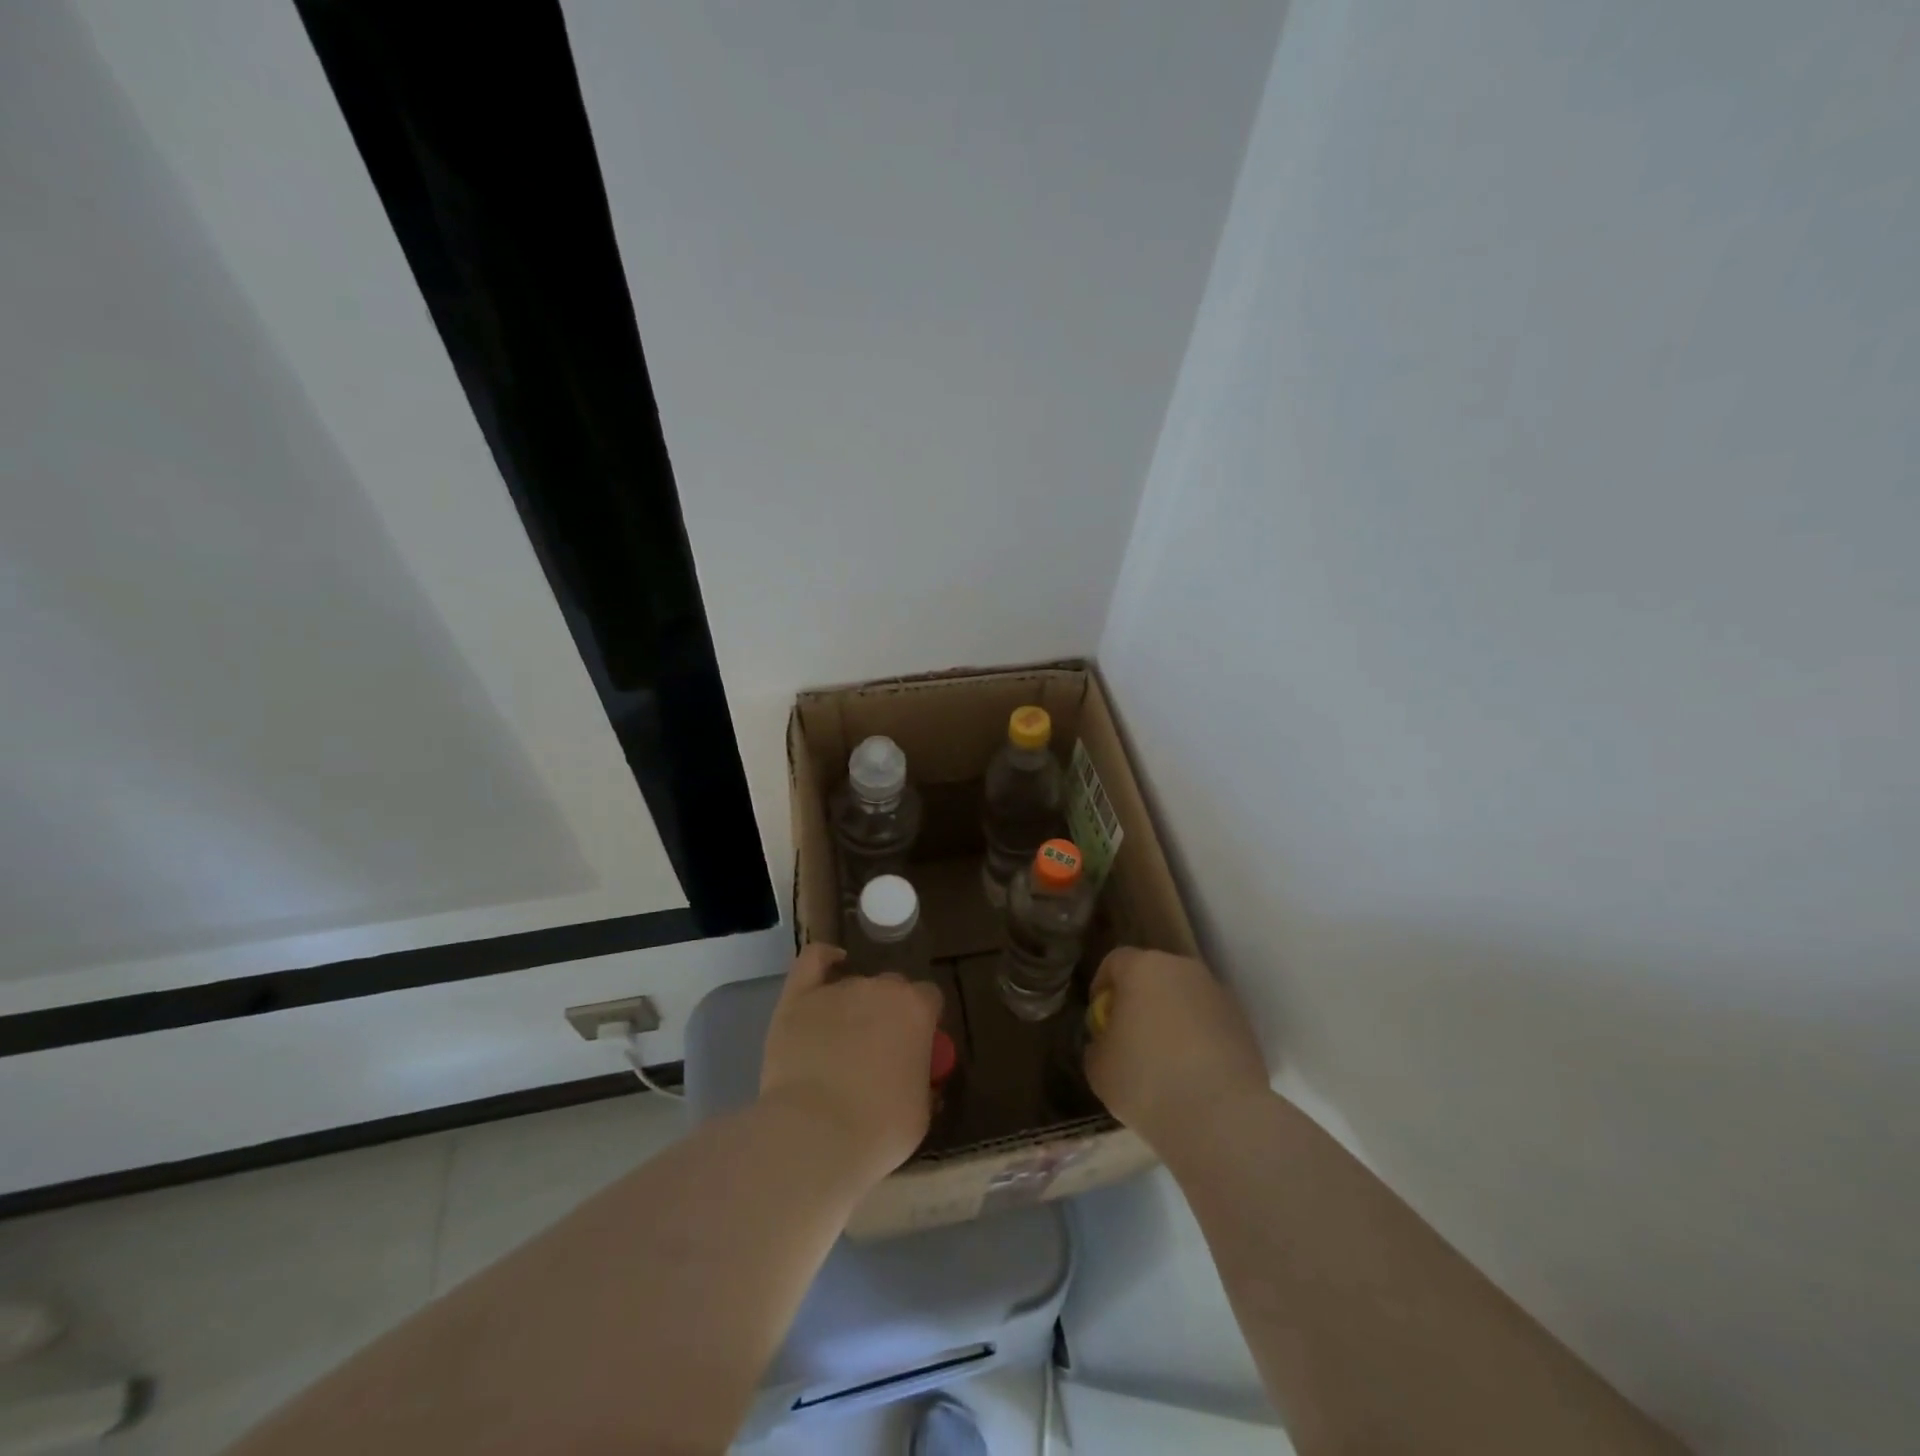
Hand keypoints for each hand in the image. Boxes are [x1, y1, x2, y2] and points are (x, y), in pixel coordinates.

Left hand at [759, 943, 943, 1181]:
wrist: (815, 1135)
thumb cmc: (878, 1129)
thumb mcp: (921, 1112)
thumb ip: (923, 1081)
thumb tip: (916, 1076)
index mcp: (916, 1010)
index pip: (929, 999)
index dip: (922, 1023)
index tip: (915, 1049)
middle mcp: (881, 988)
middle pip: (892, 989)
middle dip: (889, 1013)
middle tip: (877, 1052)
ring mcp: (838, 988)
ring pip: (854, 985)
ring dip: (854, 1006)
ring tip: (841, 1043)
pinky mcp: (799, 997)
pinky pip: (813, 960)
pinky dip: (825, 958)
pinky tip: (831, 963)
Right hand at [1085, 948, 1269, 1150]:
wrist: (1220, 1116)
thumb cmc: (1146, 1081)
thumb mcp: (1098, 1066)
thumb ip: (1099, 1043)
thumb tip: (1110, 1041)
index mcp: (1142, 968)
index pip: (1115, 961)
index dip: (1102, 987)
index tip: (1100, 1018)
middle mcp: (1182, 969)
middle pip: (1153, 975)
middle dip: (1140, 1000)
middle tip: (1131, 1037)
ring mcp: (1218, 994)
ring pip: (1184, 997)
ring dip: (1172, 1017)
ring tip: (1165, 1060)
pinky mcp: (1243, 1023)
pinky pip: (1209, 1021)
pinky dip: (1199, 1038)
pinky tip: (1194, 1074)